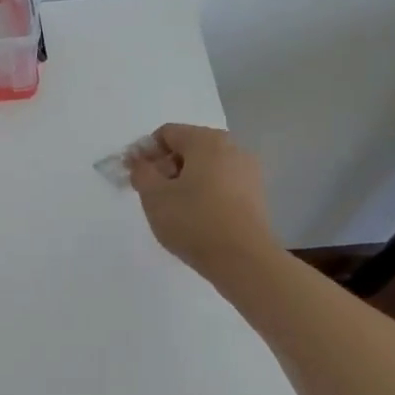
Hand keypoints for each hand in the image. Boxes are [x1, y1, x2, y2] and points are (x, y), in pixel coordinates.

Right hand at [128, 123, 278, 277]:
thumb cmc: (193, 221)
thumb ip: (140, 171)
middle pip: (188, 148)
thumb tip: (141, 161)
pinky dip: (205, 193)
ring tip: (175, 210)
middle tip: (153, 195)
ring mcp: (248, 171)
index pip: (166, 134)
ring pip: (206, 167)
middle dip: (166, 167)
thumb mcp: (153, 195)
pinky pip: (222, 184)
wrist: (243, 261)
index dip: (145, 153)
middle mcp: (232, 148)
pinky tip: (197, 218)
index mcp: (206, 140)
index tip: (137, 178)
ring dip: (185, 181)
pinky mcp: (257, 195)